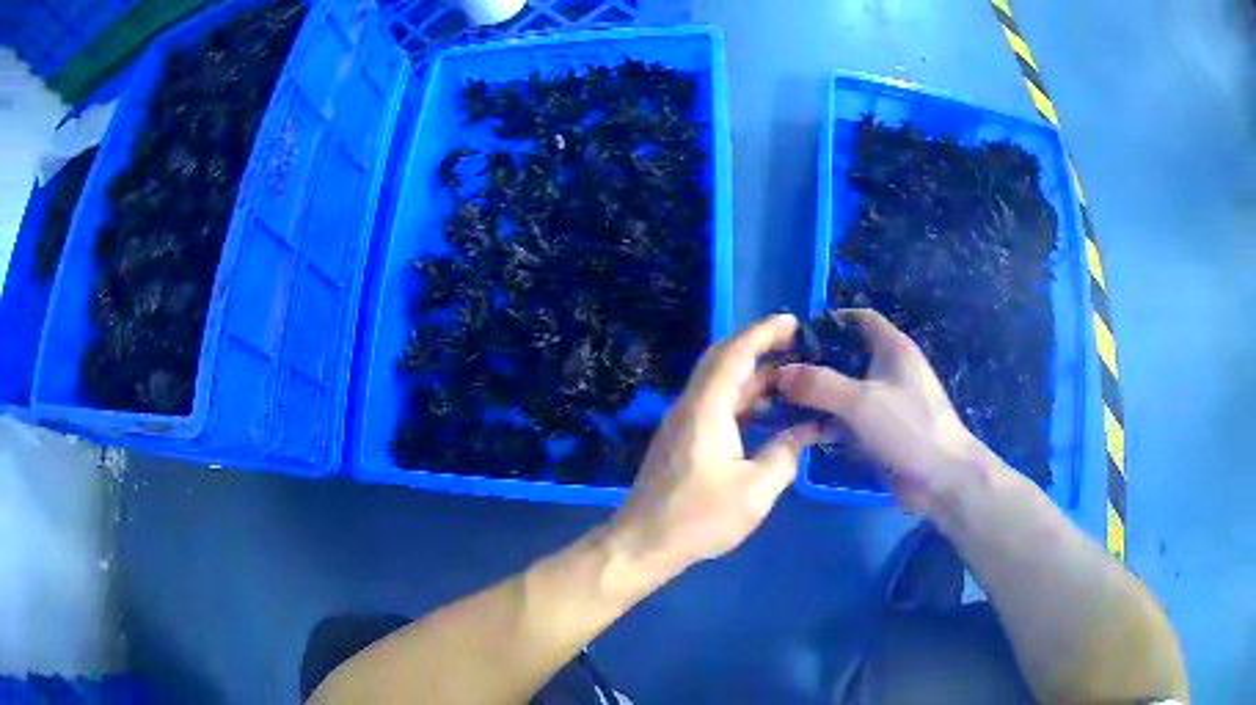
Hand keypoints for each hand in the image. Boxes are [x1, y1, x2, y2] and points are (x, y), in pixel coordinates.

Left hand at [607, 314, 825, 579]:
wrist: (643, 544)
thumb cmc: (699, 518)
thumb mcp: (755, 490)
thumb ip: (784, 455)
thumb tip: (804, 433)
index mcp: (706, 409)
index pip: (735, 354)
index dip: (764, 332)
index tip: (794, 323)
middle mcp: (690, 406)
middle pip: (724, 361)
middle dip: (760, 347)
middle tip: (799, 346)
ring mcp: (683, 423)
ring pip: (720, 385)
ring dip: (754, 376)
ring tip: (793, 378)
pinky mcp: (682, 441)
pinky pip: (716, 405)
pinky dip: (744, 400)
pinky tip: (768, 413)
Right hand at [774, 309, 984, 514]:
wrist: (942, 478)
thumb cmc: (909, 427)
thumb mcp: (861, 401)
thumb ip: (819, 384)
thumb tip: (779, 373)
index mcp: (893, 349)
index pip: (859, 319)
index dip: (829, 321)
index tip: (794, 336)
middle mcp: (889, 370)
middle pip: (846, 356)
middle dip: (814, 363)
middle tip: (778, 373)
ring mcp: (885, 403)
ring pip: (844, 391)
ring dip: (816, 397)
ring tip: (779, 403)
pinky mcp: (880, 432)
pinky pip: (847, 420)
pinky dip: (826, 423)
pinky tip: (799, 432)